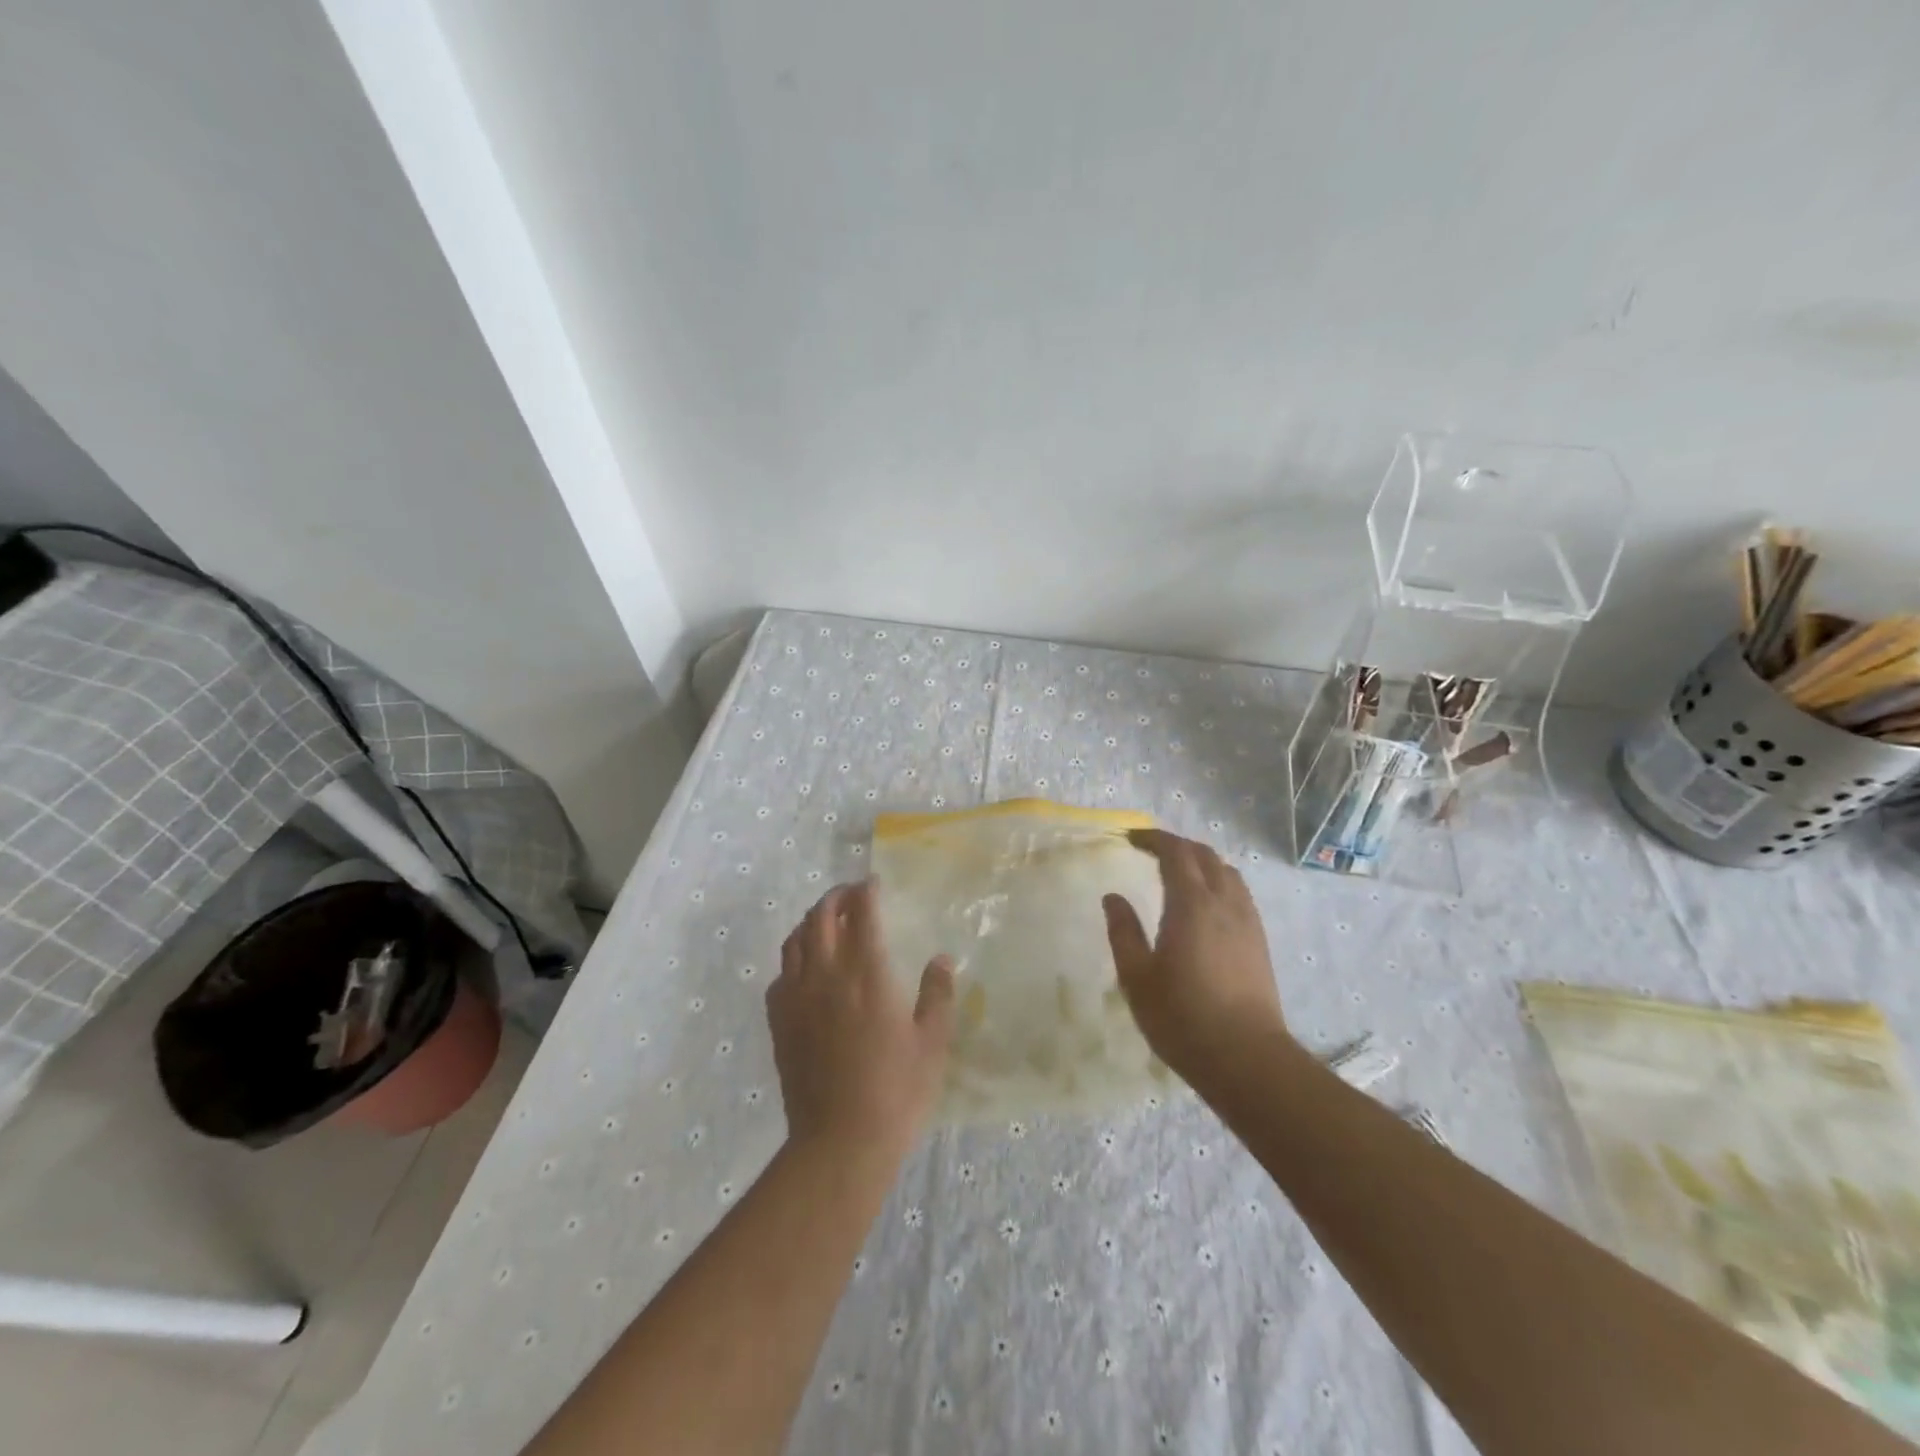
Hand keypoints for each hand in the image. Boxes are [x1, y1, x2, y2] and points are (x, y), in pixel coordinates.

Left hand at [769, 880, 955, 1157]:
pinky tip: (806, 969)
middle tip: (851, 896)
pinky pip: (780, 974)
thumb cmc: (896, 1091)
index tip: (874, 884)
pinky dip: (794, 958)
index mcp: (866, 973)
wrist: (840, 1142)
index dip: (866, 891)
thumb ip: (937, 995)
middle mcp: (826, 974)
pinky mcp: (780, 1022)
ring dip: (811, 922)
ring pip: (795, 940)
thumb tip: (941, 959)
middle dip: (835, 897)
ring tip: (826, 922)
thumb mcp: (932, 1042)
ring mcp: (797, 997)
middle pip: (821, 917)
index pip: (861, 913)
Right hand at [1102, 829, 1289, 1081]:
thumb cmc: (1183, 1018)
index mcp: (1191, 904)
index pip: (1176, 852)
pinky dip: (1218, 882)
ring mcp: (1247, 921)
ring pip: (1227, 872)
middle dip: (1177, 846)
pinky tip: (1206, 906)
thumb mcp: (1137, 978)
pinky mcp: (1260, 941)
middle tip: (1150, 851)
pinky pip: (1239, 893)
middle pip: (1204, 855)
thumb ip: (1123, 932)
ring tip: (1178, 874)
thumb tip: (1113, 897)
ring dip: (1201, 862)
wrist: (1247, 1058)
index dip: (1154, 839)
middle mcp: (1224, 902)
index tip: (1131, 838)